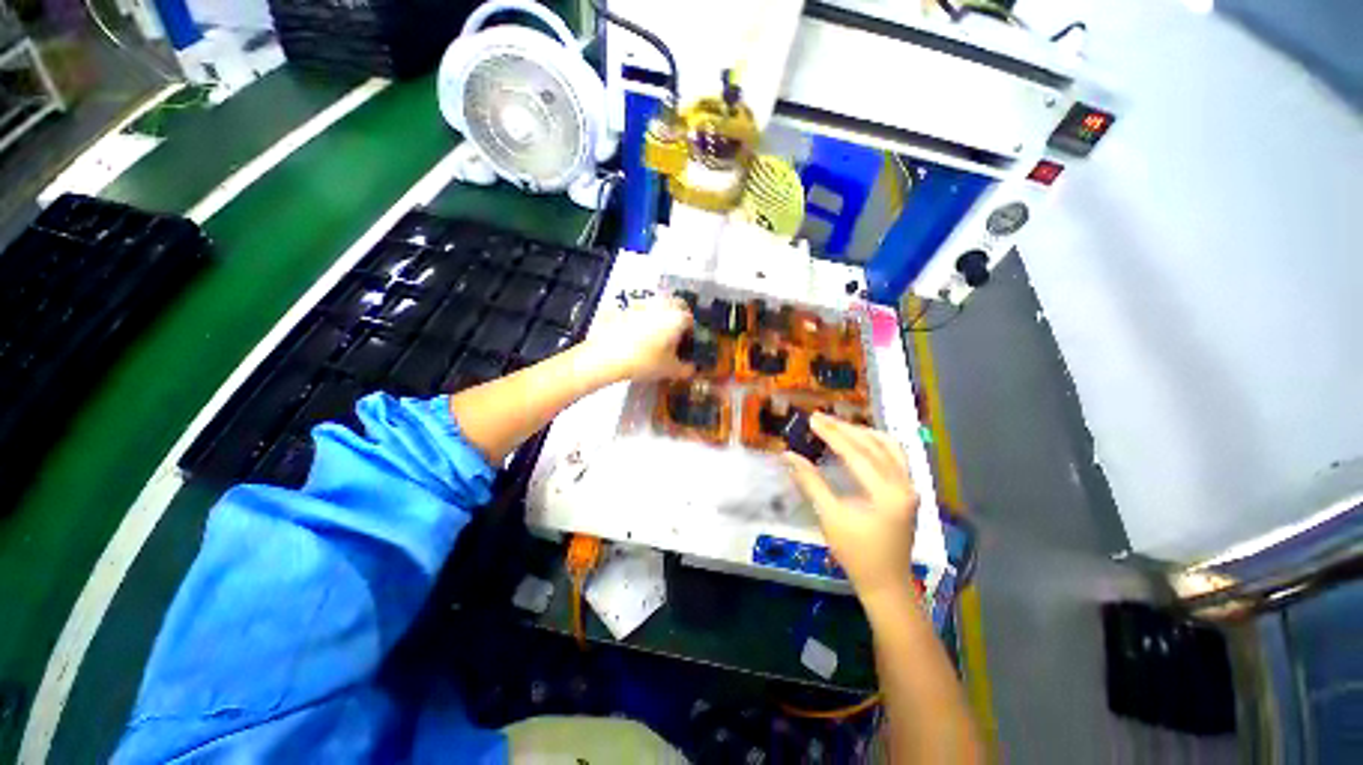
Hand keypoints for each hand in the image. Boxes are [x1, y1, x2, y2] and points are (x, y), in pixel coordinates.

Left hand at [583, 297, 693, 382]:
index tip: (687, 344)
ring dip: (662, 315)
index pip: (692, 321)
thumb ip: (686, 369)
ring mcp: (643, 304)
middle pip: (677, 305)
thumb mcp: (670, 370)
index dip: (691, 333)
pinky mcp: (626, 307)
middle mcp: (663, 305)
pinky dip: (645, 318)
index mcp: (678, 317)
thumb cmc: (646, 361)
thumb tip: (691, 369)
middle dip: (679, 317)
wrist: (608, 355)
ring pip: (659, 304)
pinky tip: (639, 334)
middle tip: (676, 334)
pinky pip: (642, 310)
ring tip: (657, 334)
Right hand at [784, 413, 919, 605]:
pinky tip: (862, 440)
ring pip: (890, 447)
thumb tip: (789, 456)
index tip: (812, 420)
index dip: (832, 435)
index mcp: (886, 493)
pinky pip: (896, 456)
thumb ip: (810, 482)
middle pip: (874, 445)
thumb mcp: (829, 516)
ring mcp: (910, 487)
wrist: (885, 582)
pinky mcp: (909, 491)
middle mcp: (904, 485)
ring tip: (839, 425)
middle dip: (845, 429)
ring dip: (863, 433)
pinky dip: (877, 443)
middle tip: (820, 417)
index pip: (856, 453)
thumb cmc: (855, 553)